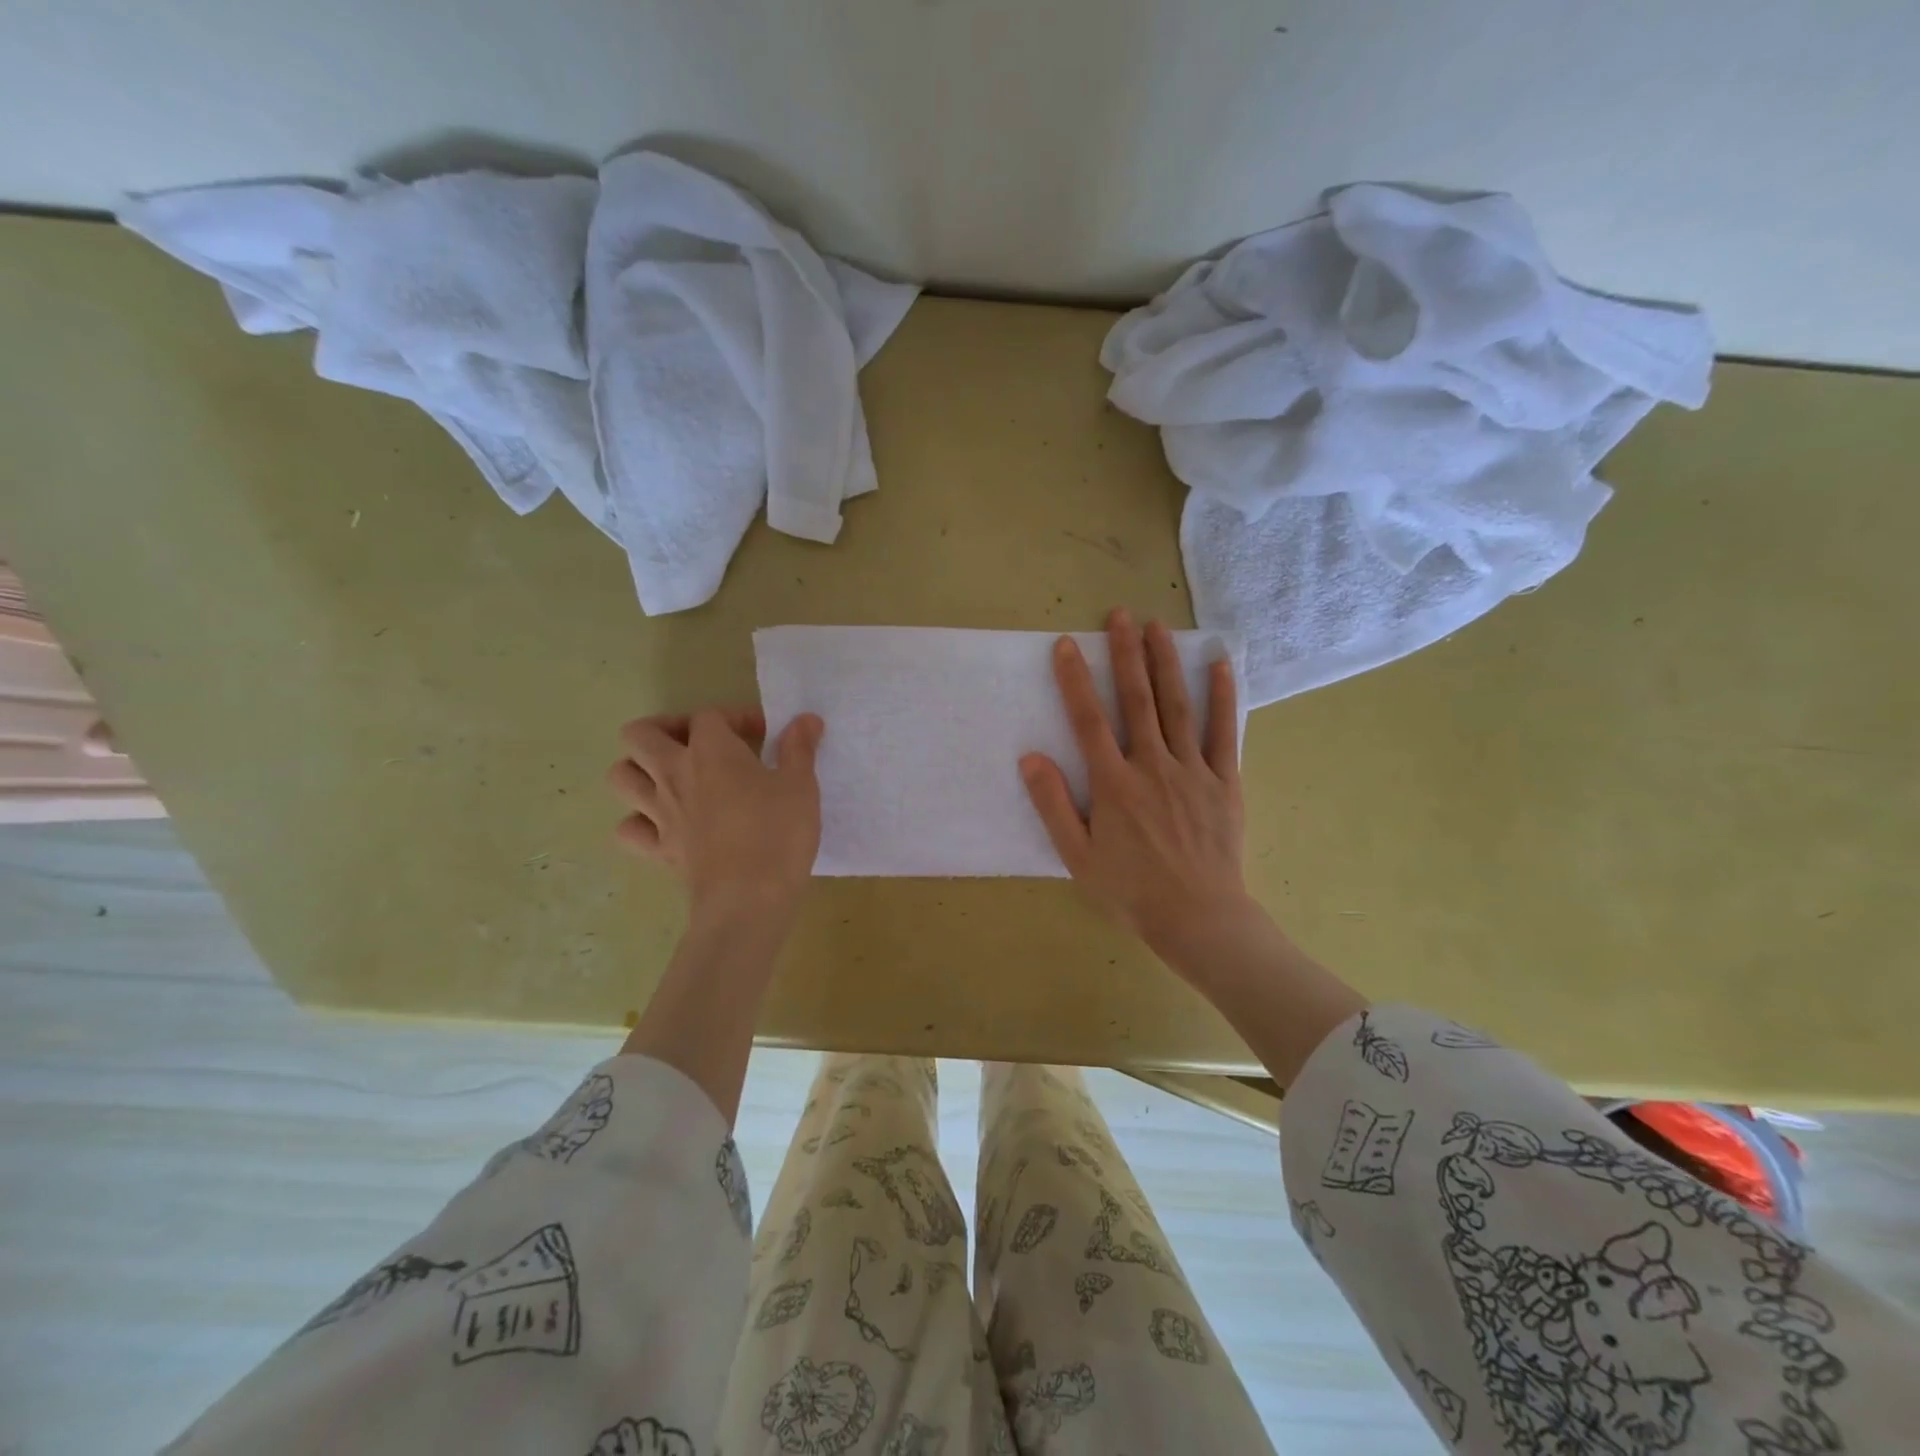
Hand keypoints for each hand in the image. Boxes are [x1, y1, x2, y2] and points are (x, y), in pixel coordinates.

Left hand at [608, 707, 824, 927]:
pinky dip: (640, 821)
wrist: (749, 899)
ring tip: (674, 776)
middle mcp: (674, 774)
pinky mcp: (657, 849)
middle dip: (665, 729)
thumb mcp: (801, 785)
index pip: (708, 716)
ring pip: (621, 776)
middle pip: (640, 734)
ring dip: (640, 768)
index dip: (735, 717)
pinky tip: (666, 823)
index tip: (764, 734)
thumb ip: (799, 748)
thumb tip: (806, 719)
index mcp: (711, 751)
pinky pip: (629, 828)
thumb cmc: (779, 833)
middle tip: (699, 743)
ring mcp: (659, 813)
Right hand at [1021, 609, 1255, 955]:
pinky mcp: (1224, 781)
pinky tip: (1219, 666)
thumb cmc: (1131, 891)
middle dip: (1126, 654)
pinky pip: (1223, 732)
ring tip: (1158, 626)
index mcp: (1114, 784)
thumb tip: (1030, 758)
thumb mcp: (1077, 857)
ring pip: (1177, 706)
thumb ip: (1053, 805)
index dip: (1074, 680)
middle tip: (1120, 615)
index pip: (1089, 720)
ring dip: (1166, 663)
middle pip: (1136, 700)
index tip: (1066, 645)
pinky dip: (1222, 697)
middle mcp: (1152, 766)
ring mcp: (1192, 770)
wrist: (1198, 918)